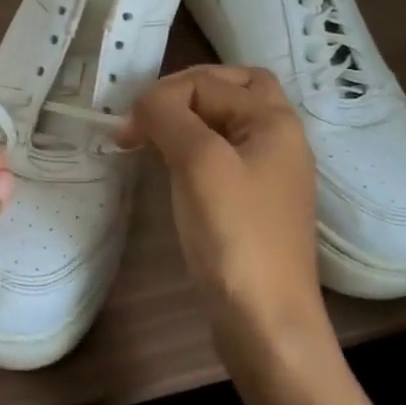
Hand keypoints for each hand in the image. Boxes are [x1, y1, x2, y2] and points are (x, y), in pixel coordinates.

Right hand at [118, 66, 332, 369]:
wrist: (266, 322)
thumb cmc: (235, 235)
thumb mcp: (199, 163)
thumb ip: (169, 116)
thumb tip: (145, 102)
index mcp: (274, 121)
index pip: (209, 82)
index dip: (163, 96)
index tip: (127, 129)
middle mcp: (278, 138)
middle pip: (233, 89)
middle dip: (188, 91)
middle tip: (151, 113)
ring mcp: (268, 172)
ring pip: (226, 121)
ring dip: (189, 119)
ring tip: (151, 137)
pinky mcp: (253, 202)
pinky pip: (223, 154)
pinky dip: (194, 148)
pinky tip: (171, 166)